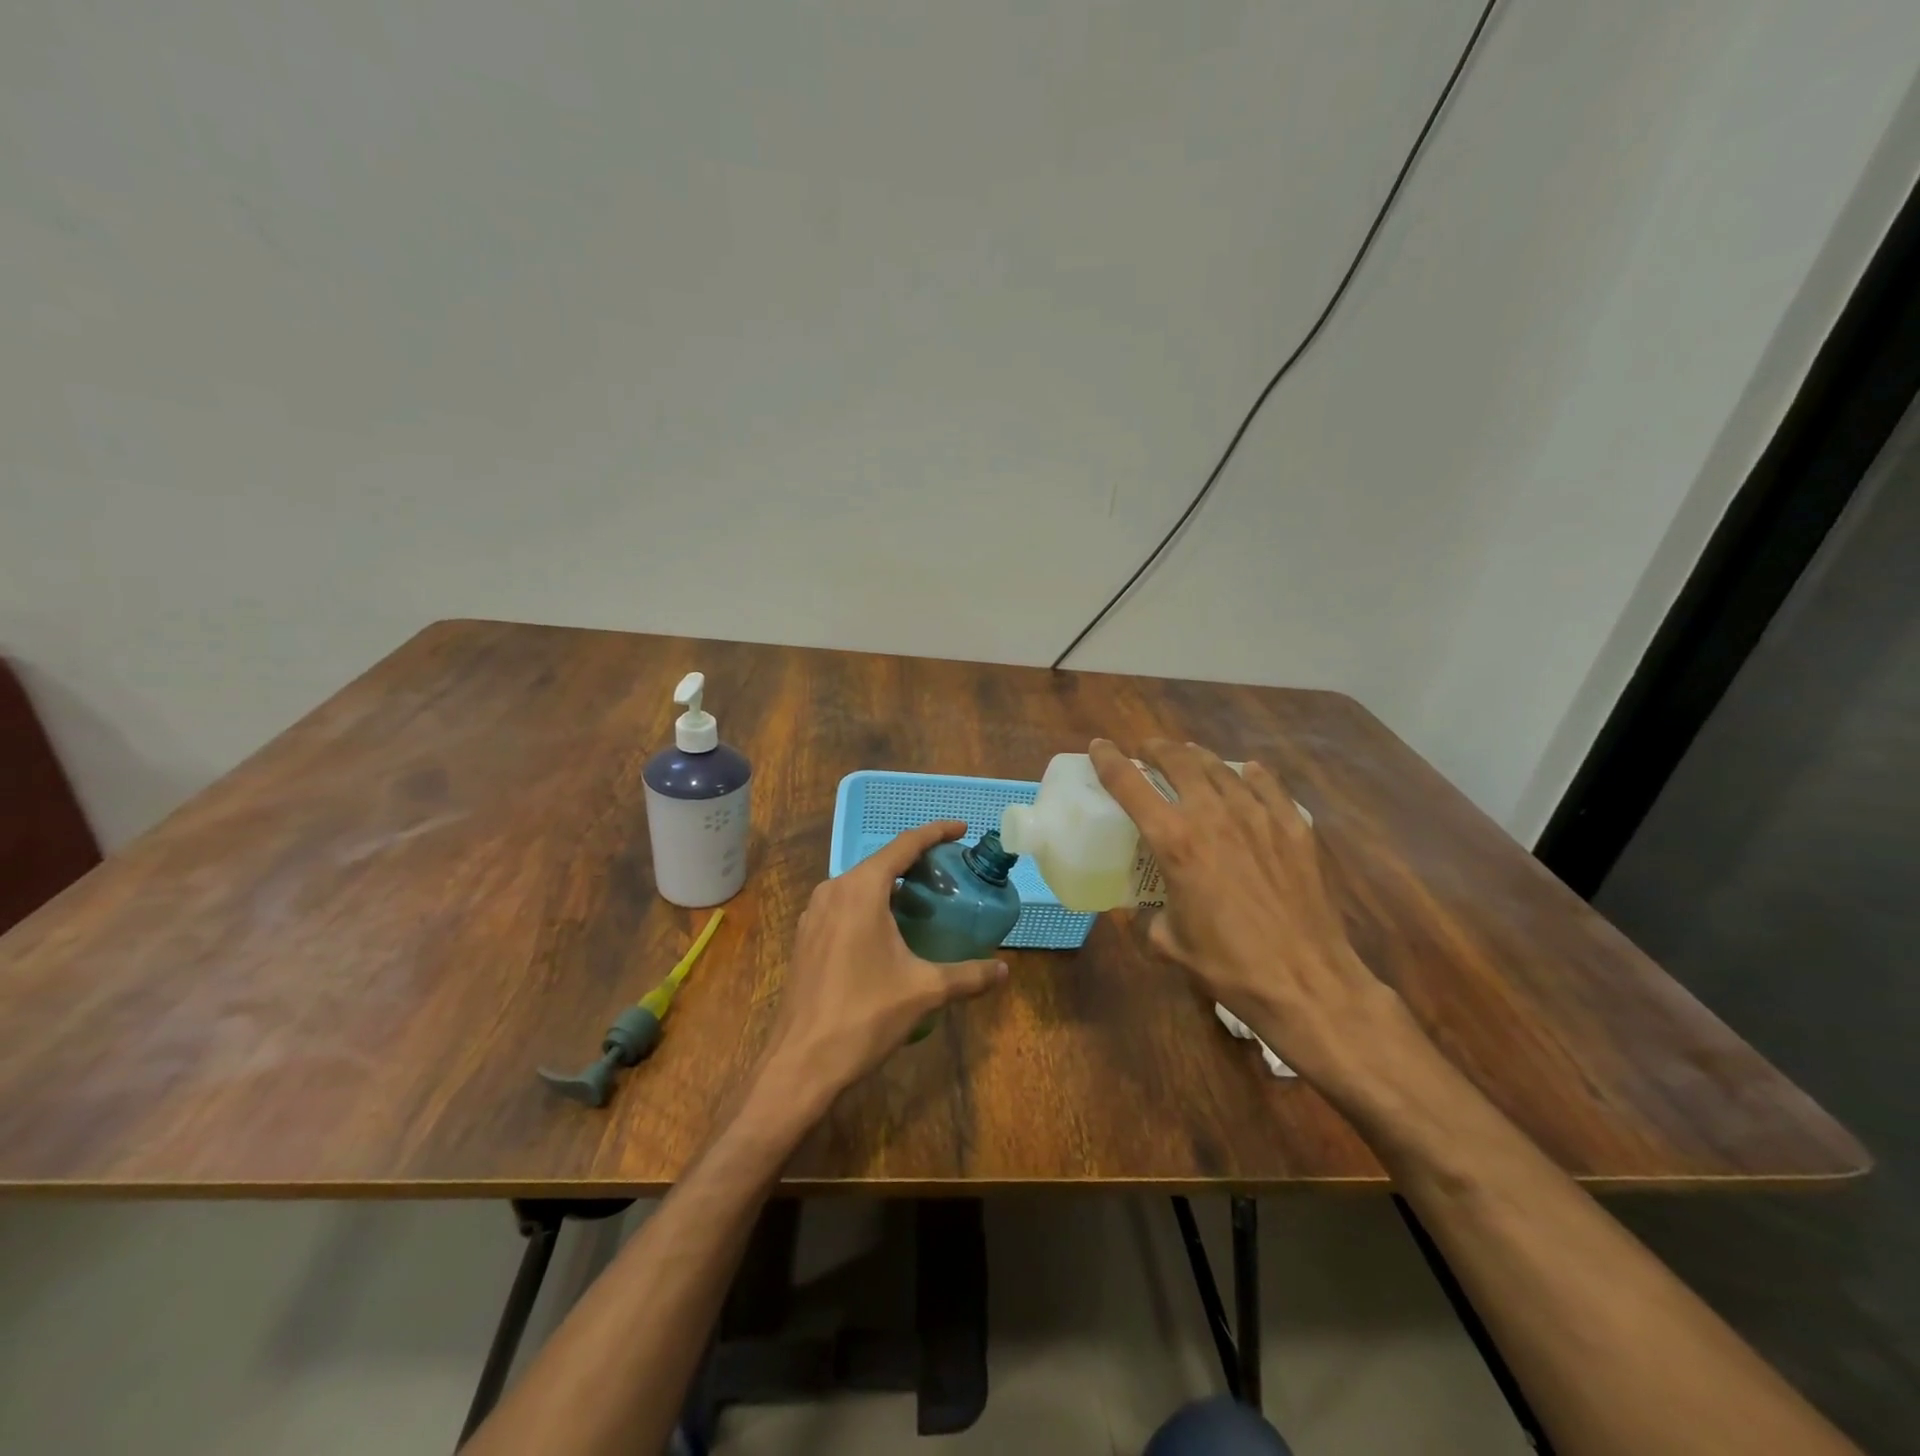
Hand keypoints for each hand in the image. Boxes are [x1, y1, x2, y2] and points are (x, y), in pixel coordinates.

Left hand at [758, 820, 1008, 1111]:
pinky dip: (871, 904)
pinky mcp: (806, 937)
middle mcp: (833, 890)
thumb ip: (968, 976)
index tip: (961, 829)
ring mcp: (813, 913)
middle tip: (950, 872)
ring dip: (892, 884)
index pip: (904, 845)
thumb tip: (1004, 970)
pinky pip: (844, 904)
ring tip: (924, 899)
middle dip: (916, 861)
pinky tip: (889, 929)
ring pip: (860, 884)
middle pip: (881, 862)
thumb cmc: (864, 1016)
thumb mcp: (924, 991)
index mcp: (861, 889)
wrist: (800, 1063)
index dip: (935, 832)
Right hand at [1088, 738, 1416, 1095]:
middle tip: (1147, 751)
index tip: (1099, 747)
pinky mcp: (1294, 828)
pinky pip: (1268, 785)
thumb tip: (1141, 910)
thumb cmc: (1229, 966)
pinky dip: (1250, 774)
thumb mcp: (1170, 944)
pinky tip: (1247, 773)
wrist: (1307, 982)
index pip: (1130, 785)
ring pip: (1221, 768)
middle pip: (1179, 761)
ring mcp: (1258, 817)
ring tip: (1189, 757)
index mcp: (1175, 842)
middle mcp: (1213, 816)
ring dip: (1198, 757)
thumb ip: (1147, 918)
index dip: (1109, 760)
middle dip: (1157, 749)